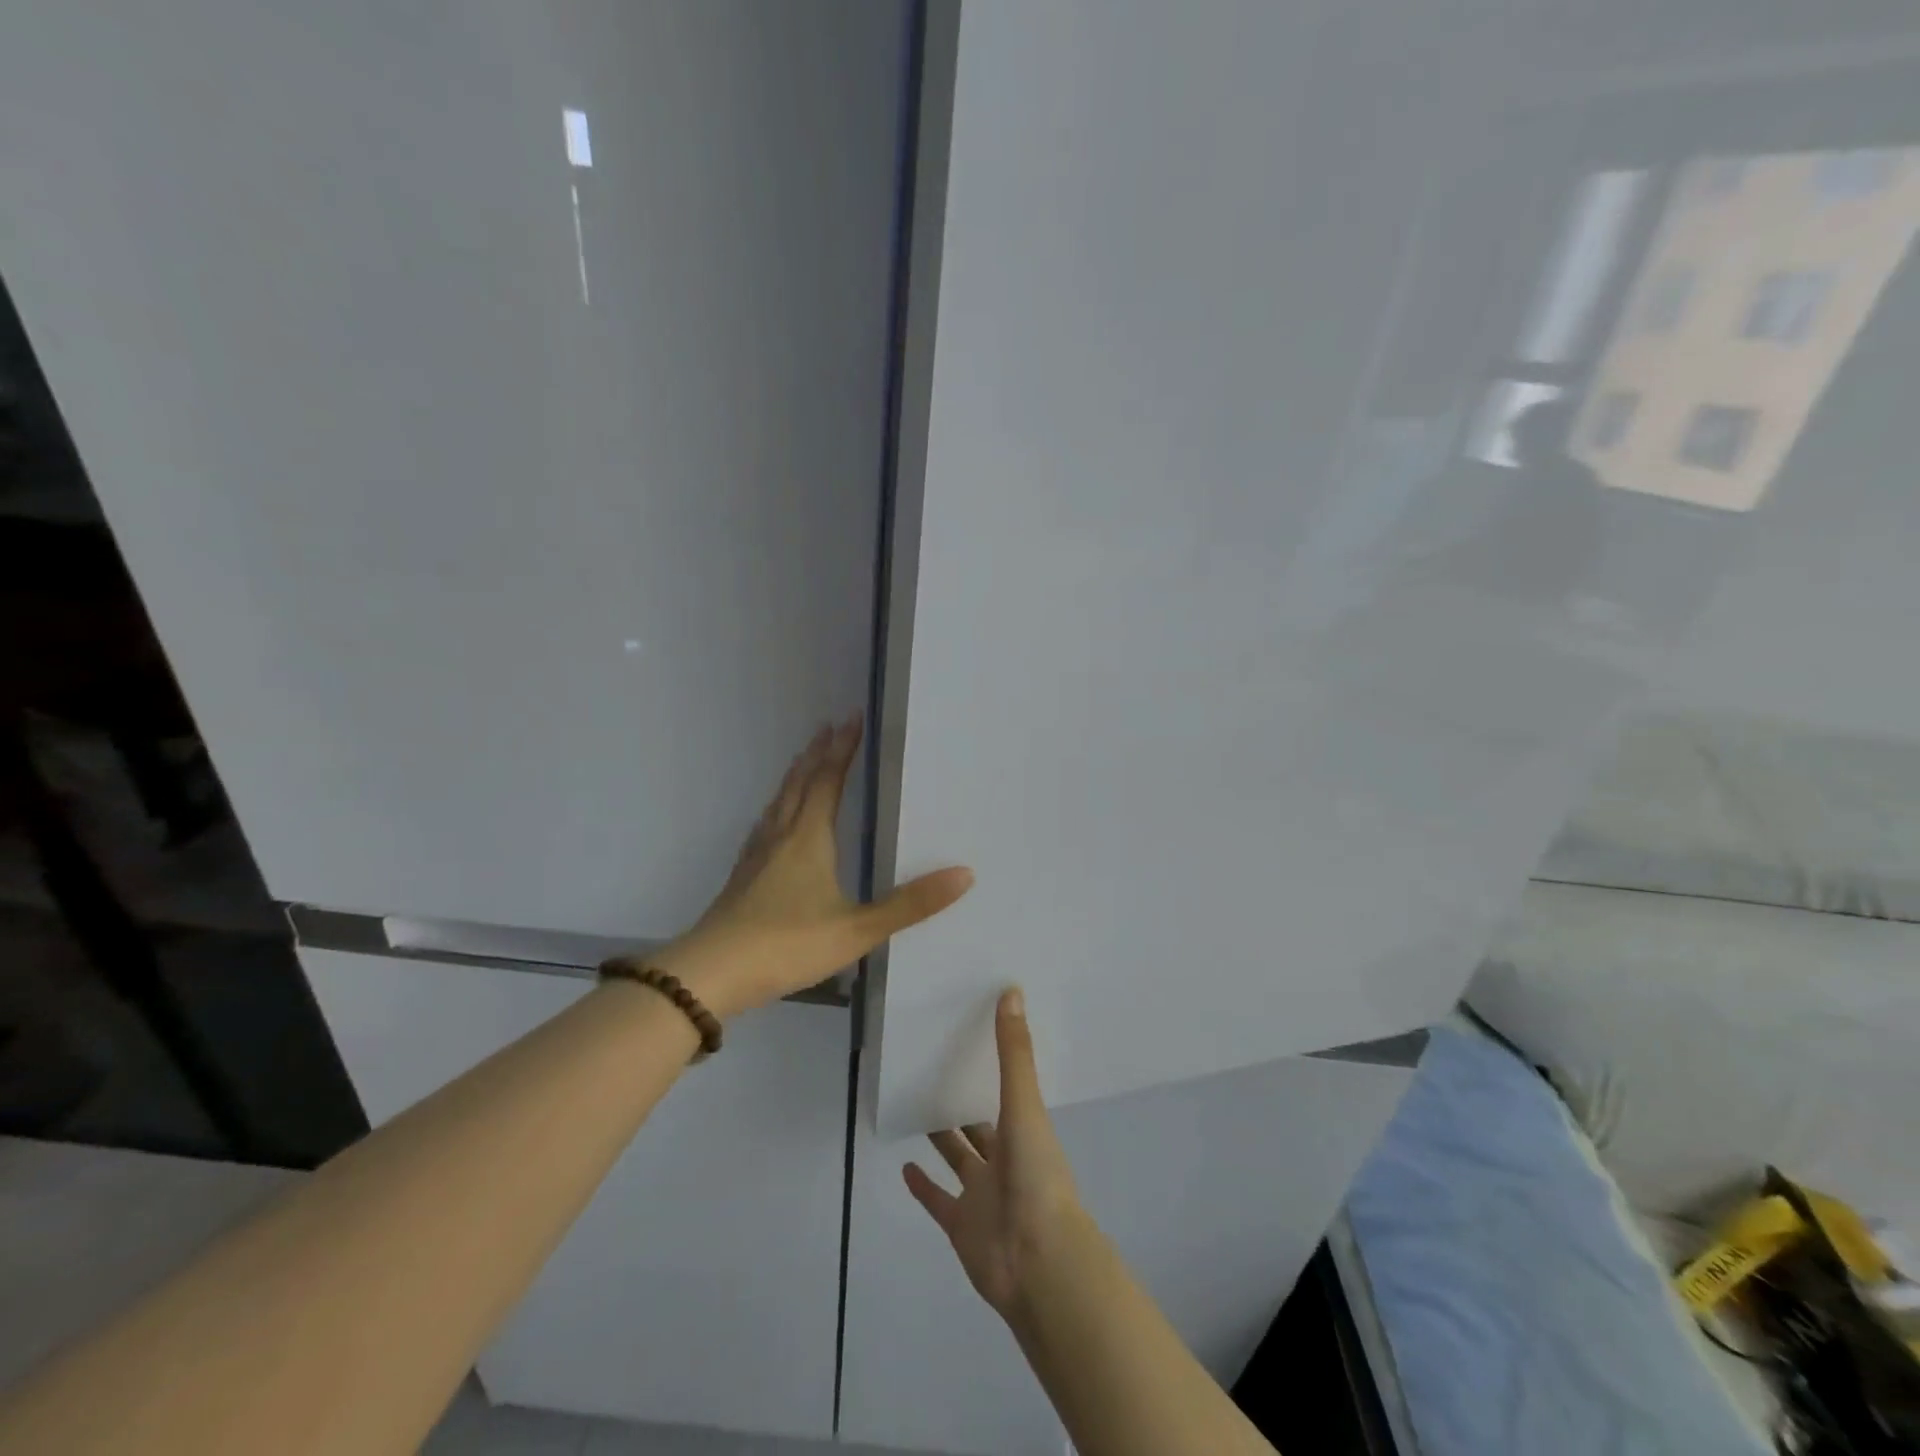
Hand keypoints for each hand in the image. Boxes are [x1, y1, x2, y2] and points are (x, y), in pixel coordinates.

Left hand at [654, 714, 972, 1018]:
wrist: (713, 973)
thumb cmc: (789, 944)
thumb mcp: (857, 928)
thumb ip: (910, 904)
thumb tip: (965, 874)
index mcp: (809, 838)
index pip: (829, 780)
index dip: (843, 748)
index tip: (853, 717)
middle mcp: (781, 835)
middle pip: (800, 783)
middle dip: (818, 753)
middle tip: (829, 726)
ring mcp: (757, 855)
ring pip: (779, 802)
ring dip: (795, 775)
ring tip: (804, 760)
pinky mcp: (743, 876)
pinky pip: (765, 824)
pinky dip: (777, 807)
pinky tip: (773, 822)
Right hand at [904, 989, 1089, 1320]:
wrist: (1037, 1260)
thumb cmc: (1036, 1175)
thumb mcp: (1024, 1105)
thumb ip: (1014, 1052)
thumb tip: (1012, 991)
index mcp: (1023, 1131)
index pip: (1005, 1091)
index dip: (991, 1068)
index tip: (972, 1038)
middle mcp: (1004, 1159)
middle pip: (979, 1125)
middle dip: (962, 1102)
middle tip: (934, 1069)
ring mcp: (982, 1194)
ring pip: (958, 1158)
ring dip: (942, 1137)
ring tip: (917, 1106)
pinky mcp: (960, 1225)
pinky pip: (938, 1200)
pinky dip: (922, 1185)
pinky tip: (904, 1164)